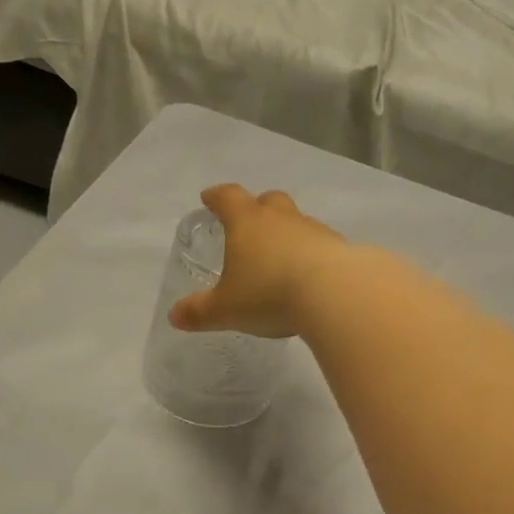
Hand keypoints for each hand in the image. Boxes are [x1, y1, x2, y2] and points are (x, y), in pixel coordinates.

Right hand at [169, 184, 347, 338]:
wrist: (334, 294)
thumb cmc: (269, 294)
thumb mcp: (226, 309)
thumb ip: (200, 312)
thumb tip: (174, 316)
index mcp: (247, 222)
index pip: (227, 197)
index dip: (216, 197)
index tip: (209, 198)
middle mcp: (281, 218)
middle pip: (268, 200)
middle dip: (257, 208)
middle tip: (249, 223)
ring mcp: (314, 230)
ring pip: (297, 222)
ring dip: (288, 233)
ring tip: (281, 257)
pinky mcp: (340, 248)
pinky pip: (320, 245)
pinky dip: (312, 254)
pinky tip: (310, 276)